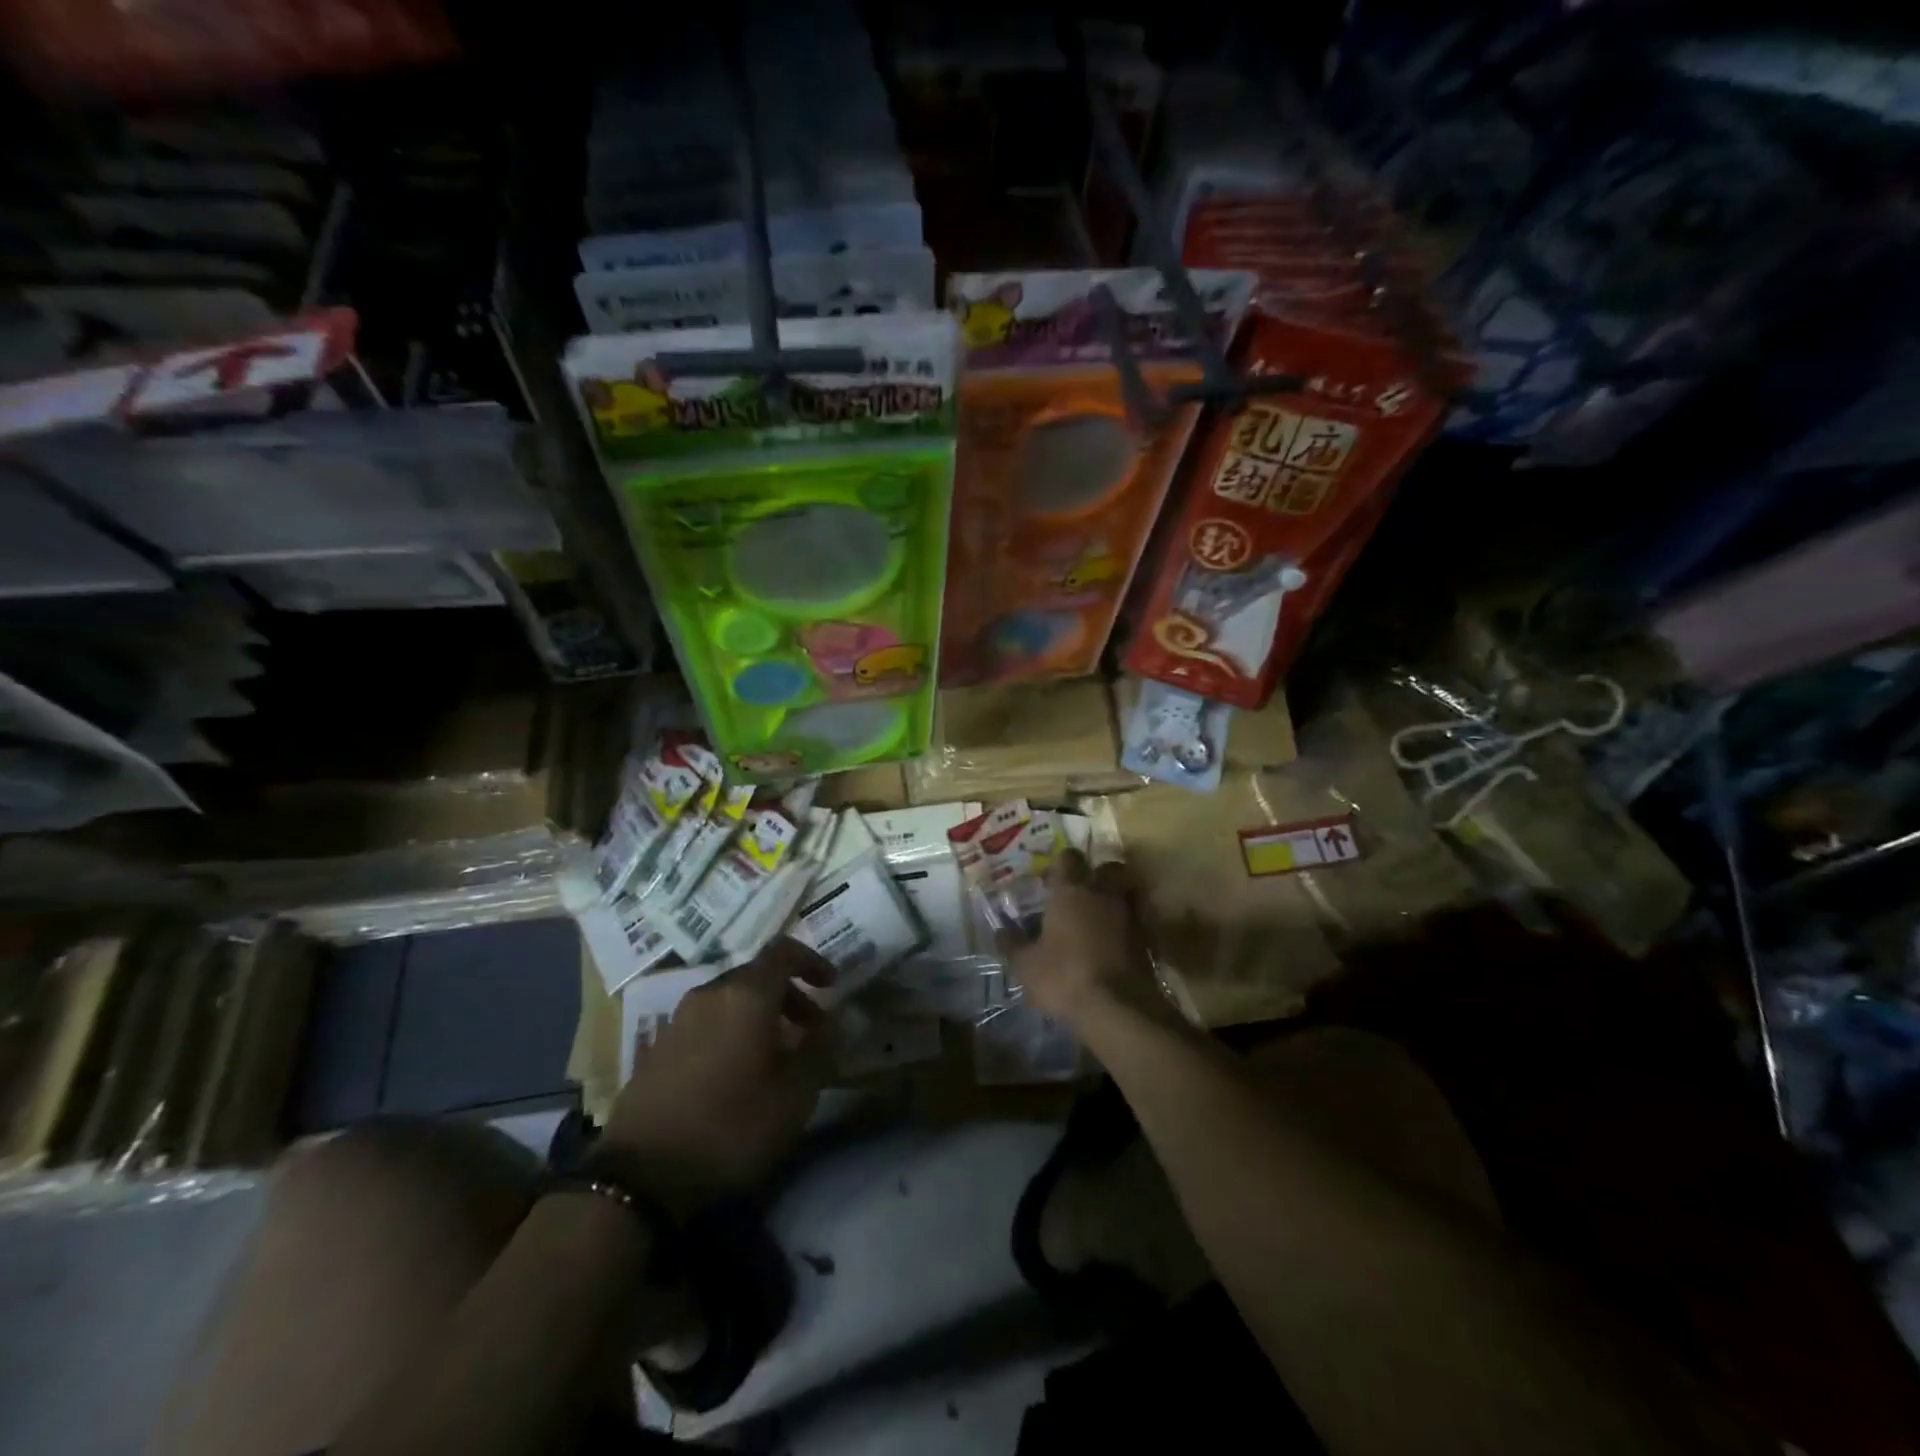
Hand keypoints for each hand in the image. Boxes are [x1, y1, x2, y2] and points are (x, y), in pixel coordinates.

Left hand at [603, 939, 834, 1209]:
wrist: (640, 1175)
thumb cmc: (730, 1126)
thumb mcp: (794, 1096)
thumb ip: (821, 1049)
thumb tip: (837, 1020)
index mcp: (747, 994)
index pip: (784, 951)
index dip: (812, 961)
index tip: (832, 986)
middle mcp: (711, 993)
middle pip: (757, 975)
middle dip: (790, 996)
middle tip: (810, 1030)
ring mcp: (679, 1018)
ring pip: (731, 999)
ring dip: (761, 1015)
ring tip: (776, 1056)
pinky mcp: (659, 1046)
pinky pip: (707, 1021)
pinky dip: (732, 1031)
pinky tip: (737, 1073)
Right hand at [1007, 849, 1166, 1031]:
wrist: (1119, 1008)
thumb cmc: (1064, 977)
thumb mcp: (1026, 965)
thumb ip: (1013, 944)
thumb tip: (1000, 930)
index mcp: (1071, 891)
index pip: (1068, 857)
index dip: (1060, 864)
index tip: (1050, 879)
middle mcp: (1104, 893)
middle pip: (1108, 868)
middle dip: (1097, 875)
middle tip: (1083, 892)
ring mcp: (1131, 914)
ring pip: (1127, 892)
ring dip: (1116, 899)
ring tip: (1102, 917)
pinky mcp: (1149, 939)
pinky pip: (1139, 920)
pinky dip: (1129, 926)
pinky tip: (1117, 943)